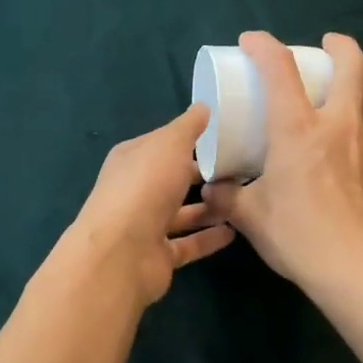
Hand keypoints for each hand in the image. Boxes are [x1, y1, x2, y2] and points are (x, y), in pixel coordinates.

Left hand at [60, 104, 235, 307]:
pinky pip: (188, 244)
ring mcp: (144, 226)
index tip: (223, 138)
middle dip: (202, 176)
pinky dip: (208, 238)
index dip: (189, 140)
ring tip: (241, 200)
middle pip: (172, 180)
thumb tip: (203, 106)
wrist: (122, 253)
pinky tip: (234, 231)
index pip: (163, 144)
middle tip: (240, 171)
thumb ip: (188, 127)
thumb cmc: (145, 187)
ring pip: (181, 213)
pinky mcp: (157, 255)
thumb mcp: (170, 145)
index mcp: (132, 159)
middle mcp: (135, 191)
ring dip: (209, 208)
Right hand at [201, 32, 362, 293]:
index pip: (281, 71)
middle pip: (351, 66)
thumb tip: (212, 187)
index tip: (252, 40)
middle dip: (339, 45)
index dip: (264, 46)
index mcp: (298, 130)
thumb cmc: (297, 234)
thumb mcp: (249, 216)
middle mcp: (338, 124)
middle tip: (326, 43)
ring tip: (355, 67)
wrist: (354, 265)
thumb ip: (227, 196)